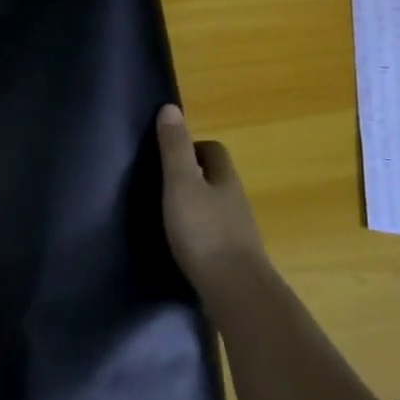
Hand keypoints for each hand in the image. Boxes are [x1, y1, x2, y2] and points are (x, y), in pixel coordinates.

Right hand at [157, 103, 270, 299]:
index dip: (193, 147)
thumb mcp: (182, 184)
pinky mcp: (233, 259)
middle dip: (193, 177)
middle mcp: (236, 201)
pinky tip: (181, 247)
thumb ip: (175, 149)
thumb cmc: (205, 232)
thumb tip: (171, 108)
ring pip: (215, 209)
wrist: (236, 291)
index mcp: (225, 179)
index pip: (214, 150)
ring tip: (167, 216)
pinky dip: (198, 235)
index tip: (167, 155)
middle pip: (216, 179)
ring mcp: (237, 232)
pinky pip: (214, 236)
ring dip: (195, 208)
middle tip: (162, 185)